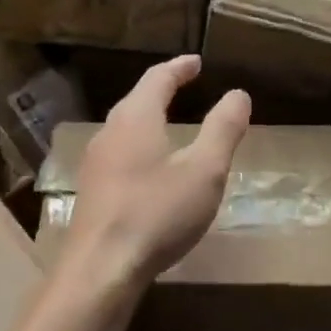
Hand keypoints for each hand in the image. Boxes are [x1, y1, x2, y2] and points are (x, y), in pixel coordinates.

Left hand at [61, 56, 250, 286]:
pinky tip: (150, 168)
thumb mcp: (204, 170)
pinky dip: (140, 146)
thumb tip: (238, 94)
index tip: (196, 62)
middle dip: (162, 89)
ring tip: (170, 122)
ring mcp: (95, 164)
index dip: (179, 68)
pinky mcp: (92, 192)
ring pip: (125, 128)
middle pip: (136, 100)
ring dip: (148, 118)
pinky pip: (119, 154)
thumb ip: (223, 129)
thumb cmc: (157, 212)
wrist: (101, 268)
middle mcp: (109, 133)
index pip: (157, 78)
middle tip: (185, 84)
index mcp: (135, 118)